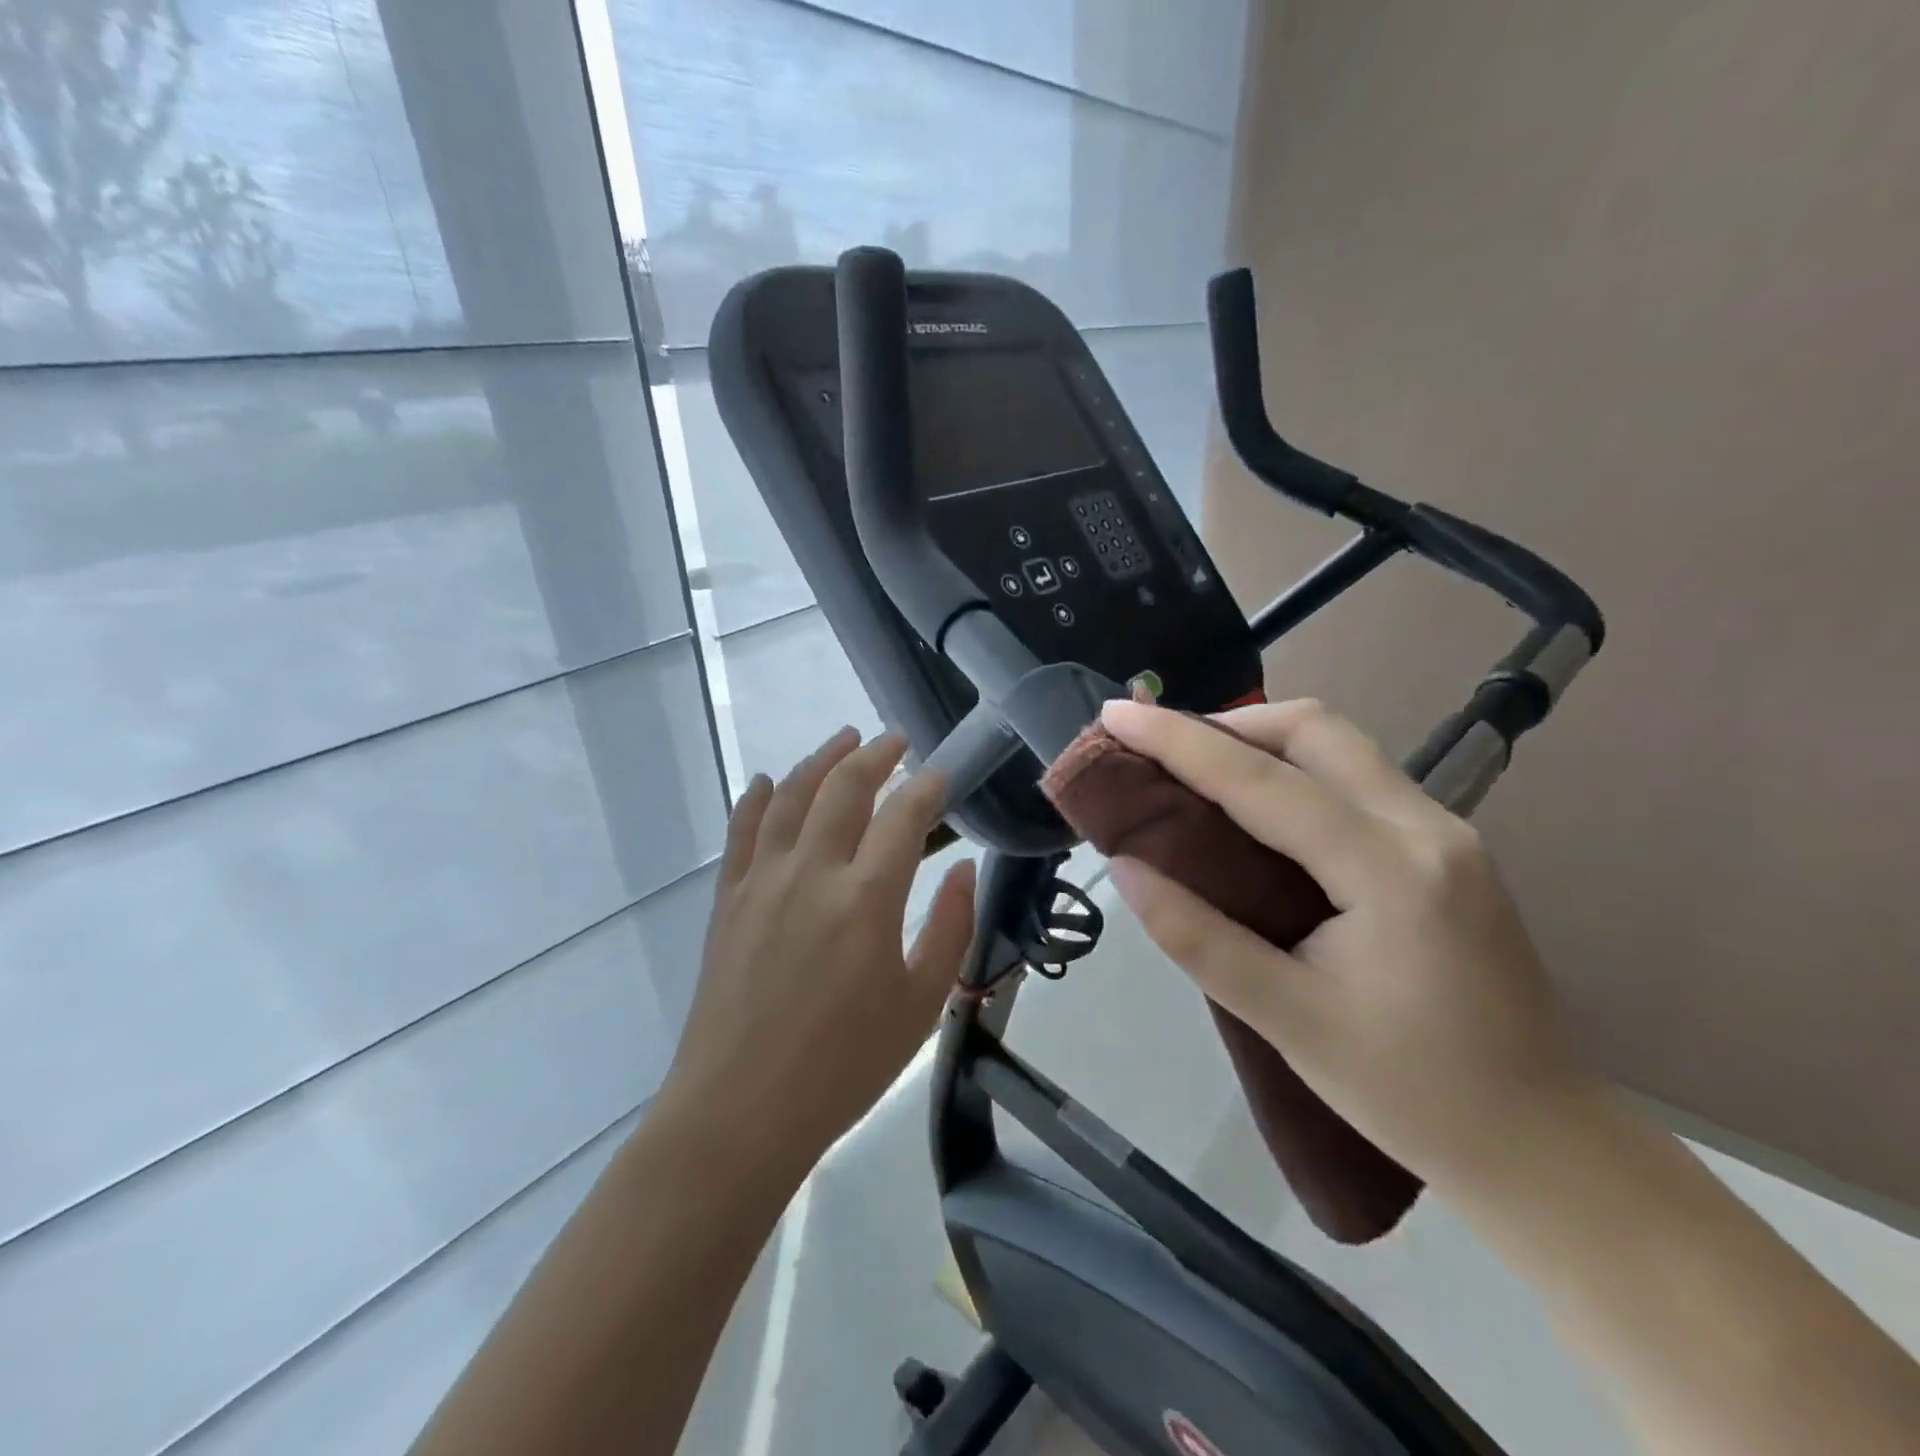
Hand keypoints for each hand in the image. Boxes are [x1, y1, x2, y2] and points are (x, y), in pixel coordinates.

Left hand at [663, 728, 976, 1172]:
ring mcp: (762, 880)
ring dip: (821, 759)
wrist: (740, 1111)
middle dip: (875, 754)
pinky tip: (770, 781)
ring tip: (844, 738)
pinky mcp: (728, 898)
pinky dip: (758, 797)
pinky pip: (743, 830)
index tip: (940, 774)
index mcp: (867, 898)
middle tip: (895, 740)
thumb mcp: (920, 1005)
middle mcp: (812, 872)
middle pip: (844, 787)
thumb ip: (949, 929)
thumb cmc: (843, 1066)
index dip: (926, 786)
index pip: (903, 816)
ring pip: (792, 795)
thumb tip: (964, 870)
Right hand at [1100, 698, 1595, 1191]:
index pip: (1262, 780)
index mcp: (1388, 870)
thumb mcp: (1287, 1021)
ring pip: (1340, 746)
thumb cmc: (1411, 1093)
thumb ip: (1197, 937)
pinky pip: (1357, 778)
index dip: (1178, 741)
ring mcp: (1445, 832)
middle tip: (1160, 748)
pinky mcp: (1446, 848)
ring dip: (1261, 741)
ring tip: (1196, 769)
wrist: (1544, 1145)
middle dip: (1227, 723)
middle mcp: (1425, 827)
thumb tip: (1125, 868)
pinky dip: (1294, 770)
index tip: (1118, 714)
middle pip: (1315, 730)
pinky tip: (1258, 807)